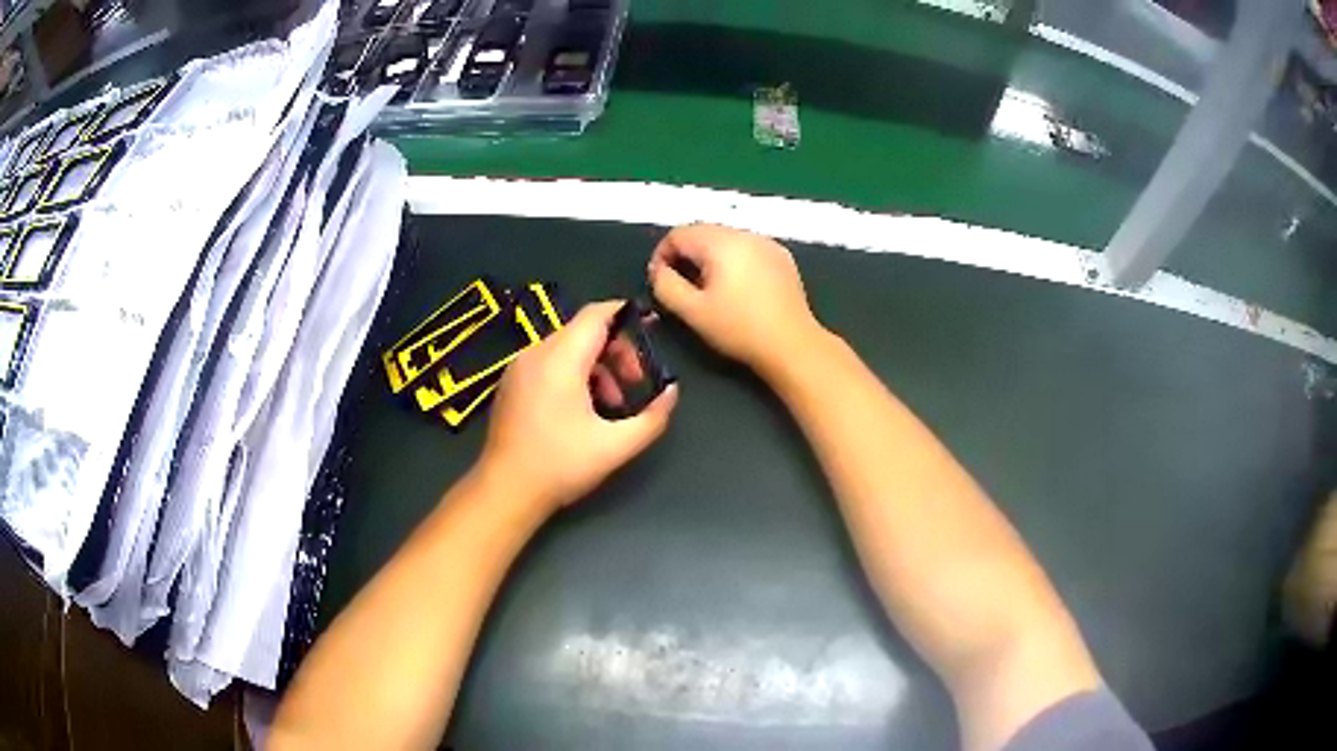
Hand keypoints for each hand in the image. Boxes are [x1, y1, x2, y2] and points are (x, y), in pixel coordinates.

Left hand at [477, 301, 678, 514]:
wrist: (506, 490)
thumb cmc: (560, 466)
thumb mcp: (615, 447)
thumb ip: (652, 418)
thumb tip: (672, 392)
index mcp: (560, 360)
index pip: (596, 315)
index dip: (626, 314)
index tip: (651, 328)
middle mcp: (536, 353)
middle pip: (583, 330)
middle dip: (616, 350)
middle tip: (635, 382)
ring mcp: (519, 367)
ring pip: (566, 346)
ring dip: (596, 365)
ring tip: (611, 403)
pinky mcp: (511, 382)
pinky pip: (549, 361)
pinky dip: (573, 371)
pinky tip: (582, 408)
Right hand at [648, 224, 823, 375]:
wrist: (792, 344)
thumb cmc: (739, 329)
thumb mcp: (692, 311)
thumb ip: (666, 286)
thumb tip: (659, 271)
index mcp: (720, 242)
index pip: (678, 234)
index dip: (662, 255)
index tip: (660, 281)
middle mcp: (744, 234)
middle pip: (703, 232)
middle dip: (686, 255)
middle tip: (682, 286)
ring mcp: (767, 243)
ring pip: (726, 239)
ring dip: (710, 257)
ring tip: (709, 288)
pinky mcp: (782, 257)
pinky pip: (748, 249)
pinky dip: (734, 260)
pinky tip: (738, 288)